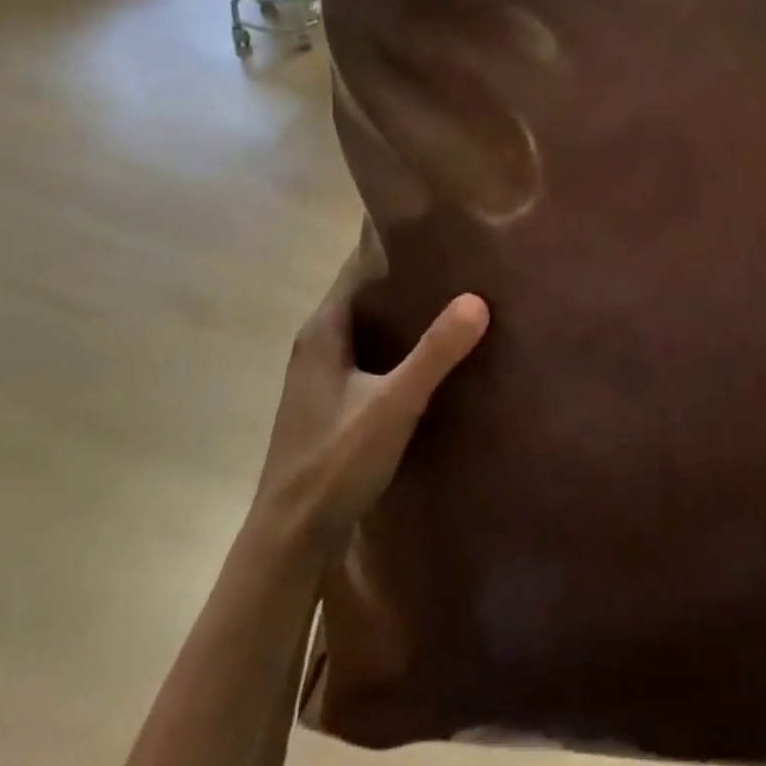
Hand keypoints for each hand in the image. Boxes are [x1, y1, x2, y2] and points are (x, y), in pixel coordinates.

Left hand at [254, 232, 488, 551]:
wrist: (289, 538)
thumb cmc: (334, 463)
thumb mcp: (393, 405)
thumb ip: (434, 353)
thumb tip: (477, 299)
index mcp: (323, 330)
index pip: (356, 267)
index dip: (390, 245)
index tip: (434, 227)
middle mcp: (317, 343)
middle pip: (364, 294)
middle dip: (405, 276)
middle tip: (456, 260)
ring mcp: (321, 375)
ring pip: (367, 326)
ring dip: (402, 312)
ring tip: (453, 297)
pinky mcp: (330, 402)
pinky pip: (368, 354)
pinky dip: (396, 344)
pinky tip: (429, 354)